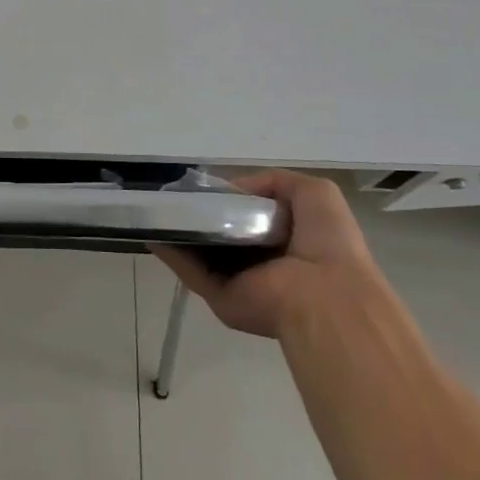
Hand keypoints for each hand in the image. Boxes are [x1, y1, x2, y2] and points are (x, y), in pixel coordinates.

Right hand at [154, 171, 374, 338]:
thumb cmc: (327, 241)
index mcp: (287, 242)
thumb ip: (274, 182)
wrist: (326, 296)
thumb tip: (233, 189)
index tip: (206, 187)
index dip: (230, 201)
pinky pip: (192, 272)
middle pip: (223, 236)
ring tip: (155, 208)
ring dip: (180, 233)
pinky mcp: (221, 298)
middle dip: (201, 216)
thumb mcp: (314, 193)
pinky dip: (171, 253)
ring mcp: (240, 282)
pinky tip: (152, 231)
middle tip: (175, 195)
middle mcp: (262, 263)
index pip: (252, 218)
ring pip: (202, 254)